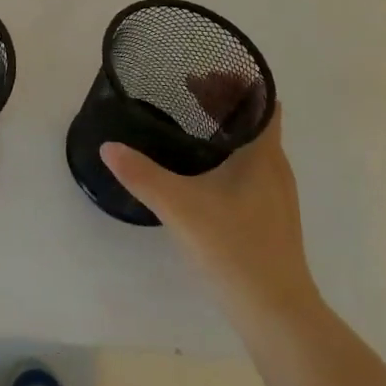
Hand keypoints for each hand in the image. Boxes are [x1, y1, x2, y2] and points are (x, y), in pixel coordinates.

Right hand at [101, 79, 319, 317]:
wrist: (276, 313)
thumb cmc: (234, 248)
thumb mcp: (180, 207)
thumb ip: (141, 175)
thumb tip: (108, 147)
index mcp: (263, 155)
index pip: (262, 102)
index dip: (238, 82)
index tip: (205, 72)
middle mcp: (276, 168)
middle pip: (257, 120)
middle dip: (225, 102)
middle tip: (188, 90)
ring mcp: (277, 195)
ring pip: (255, 146)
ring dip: (228, 128)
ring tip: (193, 124)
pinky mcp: (271, 217)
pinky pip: (253, 168)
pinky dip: (232, 154)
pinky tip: (205, 171)